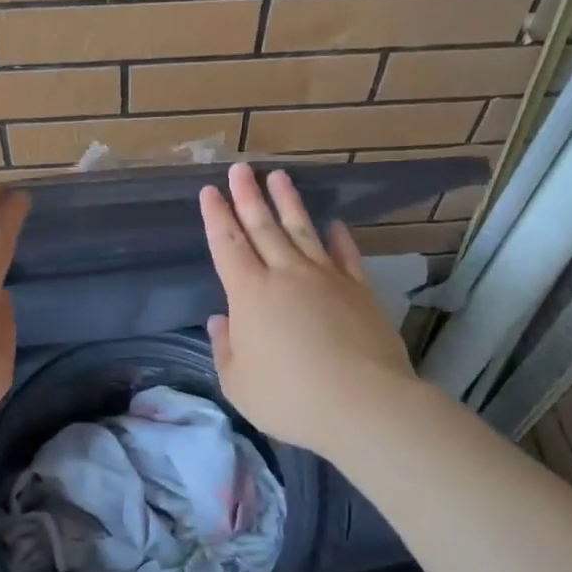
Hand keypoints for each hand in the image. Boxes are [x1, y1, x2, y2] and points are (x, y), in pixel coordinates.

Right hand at [200, 162, 418, 462]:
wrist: (362, 403)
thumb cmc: (289, 398)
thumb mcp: (238, 383)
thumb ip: (225, 348)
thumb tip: (220, 320)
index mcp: (250, 295)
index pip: (227, 245)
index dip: (217, 217)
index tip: (210, 190)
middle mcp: (285, 275)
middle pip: (263, 228)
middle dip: (248, 196)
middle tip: (240, 168)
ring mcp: (326, 278)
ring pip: (302, 231)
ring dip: (288, 203)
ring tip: (278, 176)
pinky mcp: (358, 290)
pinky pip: (345, 255)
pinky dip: (338, 237)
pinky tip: (334, 223)